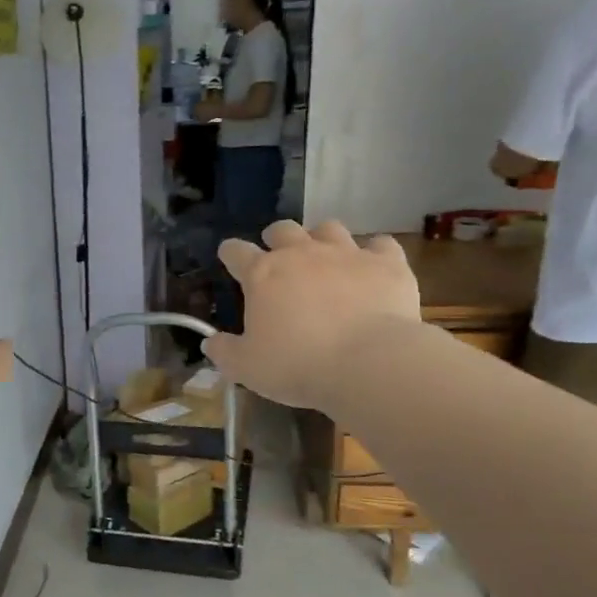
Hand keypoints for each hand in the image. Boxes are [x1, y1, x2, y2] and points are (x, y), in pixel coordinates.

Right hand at [203, 221, 420, 409]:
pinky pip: (381, 245)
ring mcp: (347, 254)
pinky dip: (374, 253)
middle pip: (283, 230)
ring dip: (322, 239)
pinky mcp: (387, 264)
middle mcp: (302, 254)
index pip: (236, 252)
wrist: (368, 363)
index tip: (229, 256)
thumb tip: (210, 343)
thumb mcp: (247, 367)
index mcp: (263, 275)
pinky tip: (373, 267)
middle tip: (279, 256)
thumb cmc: (297, 365)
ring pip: (329, 228)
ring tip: (324, 257)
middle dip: (277, 238)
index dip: (230, 253)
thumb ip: (225, 352)